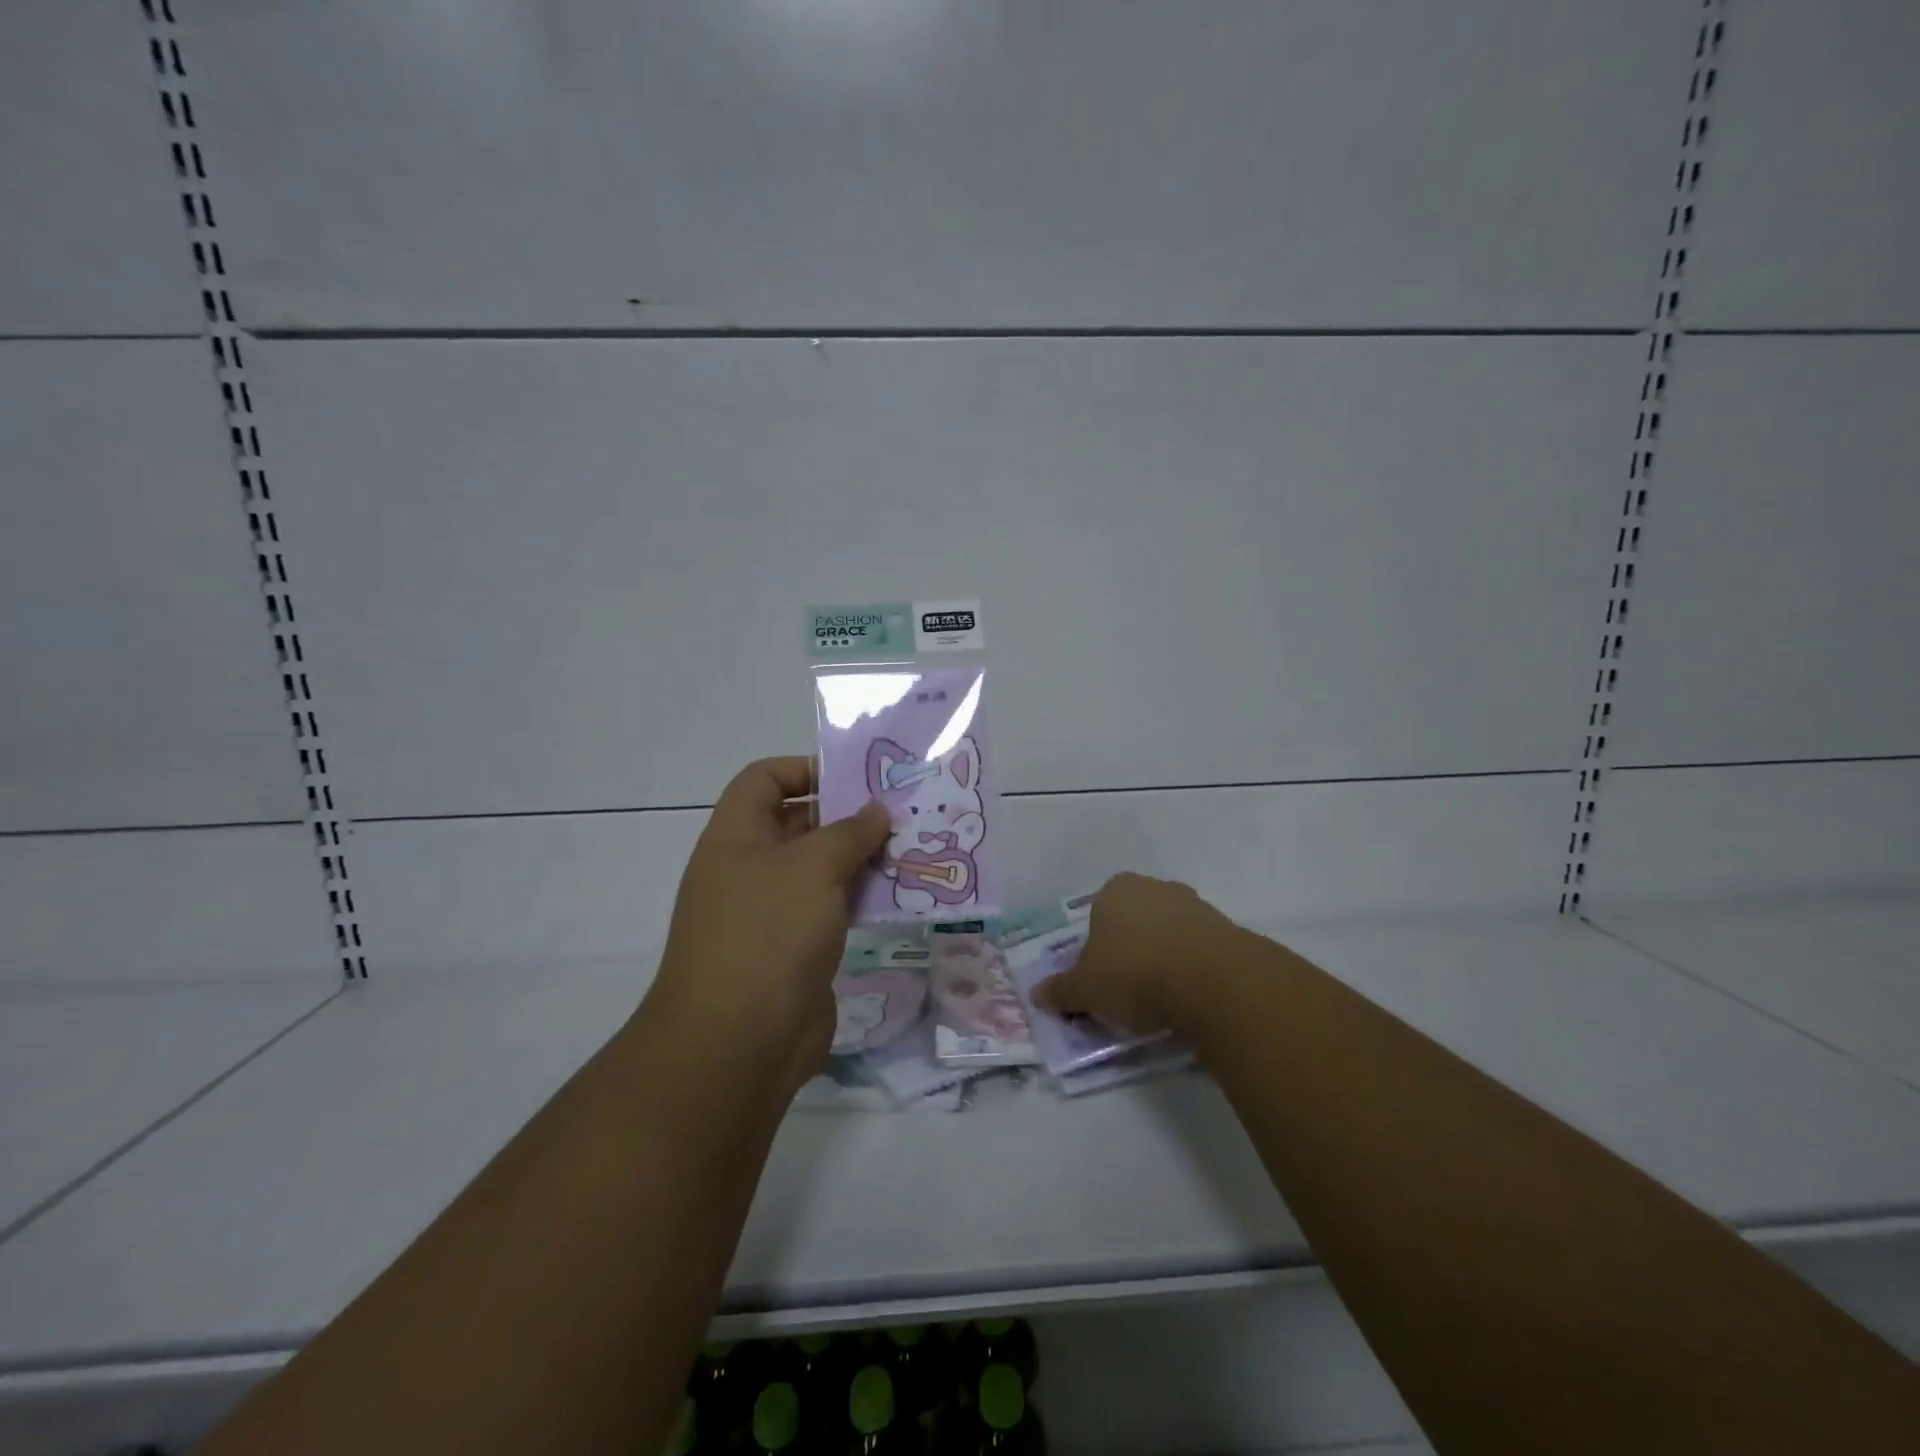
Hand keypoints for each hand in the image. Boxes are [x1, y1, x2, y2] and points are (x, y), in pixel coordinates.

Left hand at [647, 757, 889, 1095]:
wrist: (739, 1042)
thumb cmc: (768, 933)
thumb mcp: (812, 867)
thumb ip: (849, 832)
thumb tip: (877, 811)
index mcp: (736, 837)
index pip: (764, 780)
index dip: (805, 767)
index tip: (855, 778)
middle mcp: (750, 868)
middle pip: (799, 823)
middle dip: (847, 814)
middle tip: (901, 810)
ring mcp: (773, 912)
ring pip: (821, 869)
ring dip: (862, 858)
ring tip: (912, 846)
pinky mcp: (797, 949)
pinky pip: (833, 908)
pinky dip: (863, 896)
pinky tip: (902, 892)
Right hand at [1032, 872, 1234, 1034]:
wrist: (1212, 980)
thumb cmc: (1134, 973)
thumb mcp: (1086, 989)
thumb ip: (1061, 991)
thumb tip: (1037, 994)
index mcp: (1115, 890)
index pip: (1098, 912)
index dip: (1097, 945)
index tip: (1100, 976)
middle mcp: (1154, 887)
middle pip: (1135, 919)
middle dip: (1131, 947)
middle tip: (1127, 988)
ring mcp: (1194, 904)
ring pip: (1169, 932)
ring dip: (1164, 957)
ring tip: (1161, 999)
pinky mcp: (1226, 928)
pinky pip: (1199, 949)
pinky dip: (1192, 968)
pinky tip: (1190, 997)